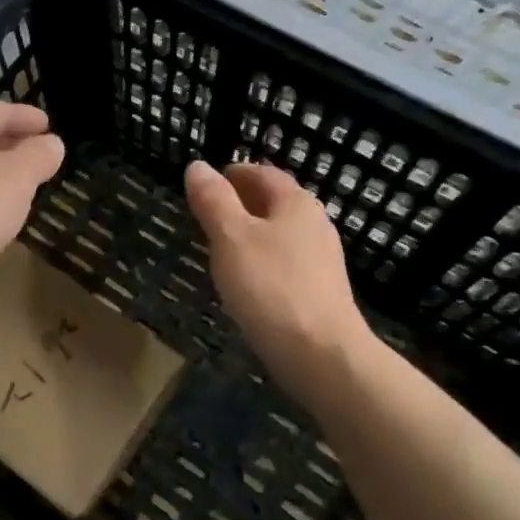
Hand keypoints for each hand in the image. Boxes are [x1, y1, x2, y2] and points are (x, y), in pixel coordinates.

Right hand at [185, 160, 372, 398]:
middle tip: (207, 214)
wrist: (321, 354)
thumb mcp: (231, 237)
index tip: (206, 183)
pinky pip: (285, 263)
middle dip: (241, 203)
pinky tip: (246, 281)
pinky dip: (262, 260)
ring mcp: (321, 259)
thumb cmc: (271, 287)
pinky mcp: (320, 291)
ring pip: (280, 234)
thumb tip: (198, 166)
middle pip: (274, 203)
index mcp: (296, 203)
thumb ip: (213, 200)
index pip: (262, 173)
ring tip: (219, 247)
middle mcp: (314, 224)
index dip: (233, 174)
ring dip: (251, 233)